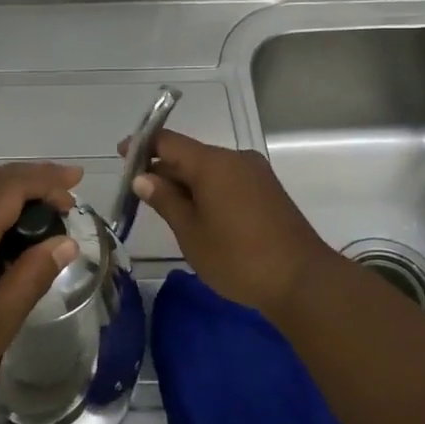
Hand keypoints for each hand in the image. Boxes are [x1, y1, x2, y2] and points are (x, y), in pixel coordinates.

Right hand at [121, 129, 339, 319]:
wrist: (303, 282)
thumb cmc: (238, 258)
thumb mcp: (191, 232)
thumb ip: (165, 200)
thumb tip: (142, 177)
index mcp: (213, 163)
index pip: (168, 141)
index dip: (142, 145)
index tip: (121, 154)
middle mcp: (235, 159)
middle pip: (189, 154)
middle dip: (162, 168)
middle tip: (138, 190)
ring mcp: (255, 173)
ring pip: (209, 168)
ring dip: (185, 181)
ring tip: (164, 205)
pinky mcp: (267, 191)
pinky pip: (227, 179)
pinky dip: (207, 189)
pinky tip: (197, 212)